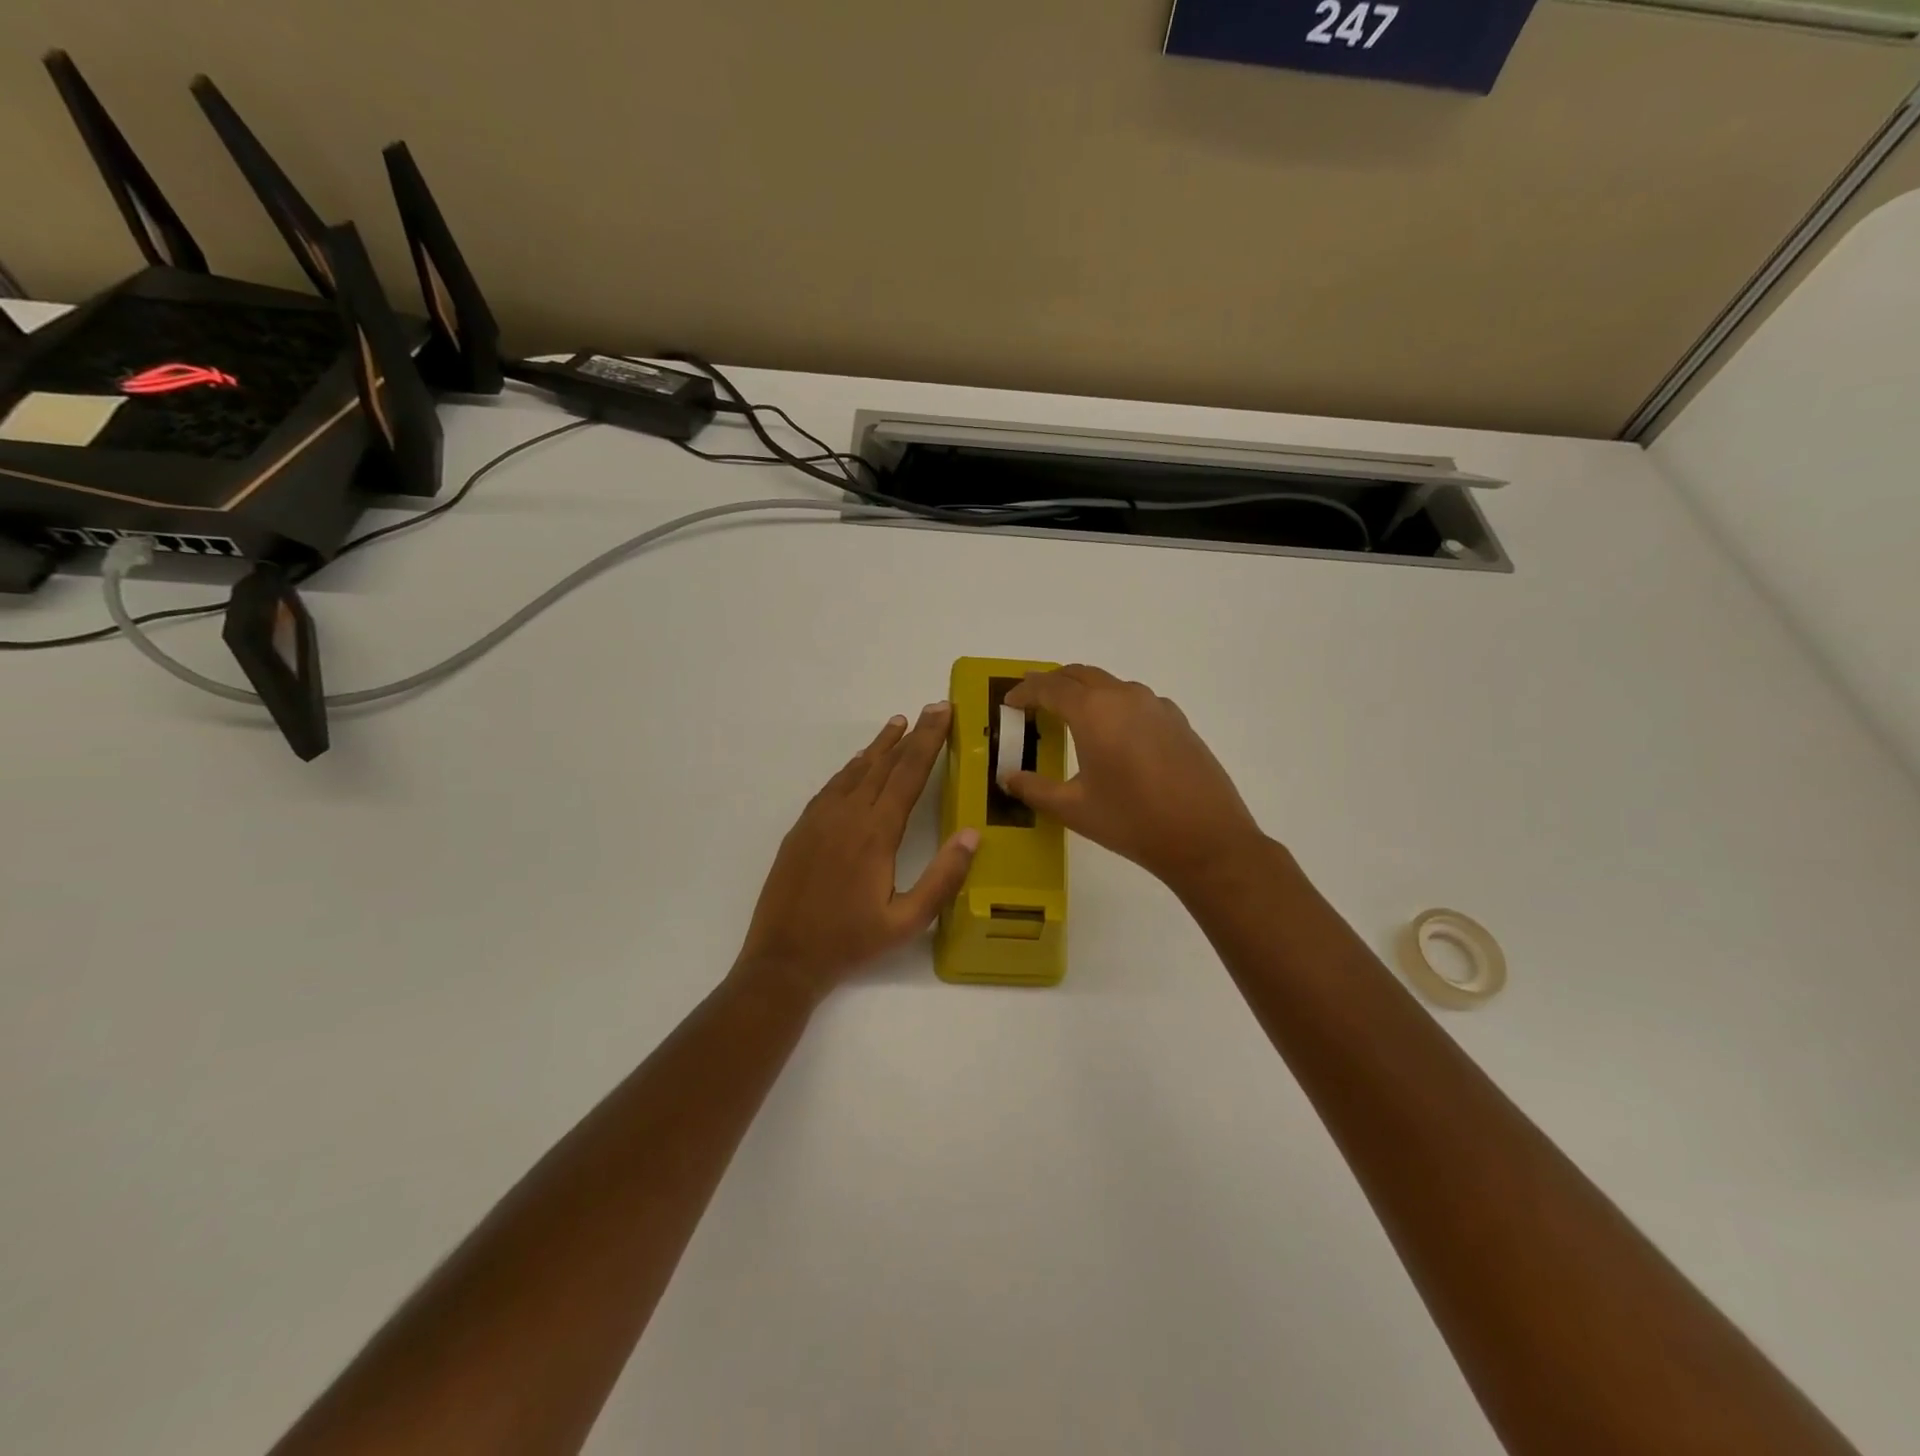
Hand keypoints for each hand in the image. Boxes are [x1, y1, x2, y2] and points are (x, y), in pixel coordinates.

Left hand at [734, 703, 979, 1003]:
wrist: (783, 959)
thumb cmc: (850, 942)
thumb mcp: (907, 922)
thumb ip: (943, 878)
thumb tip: (971, 835)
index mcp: (876, 833)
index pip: (909, 774)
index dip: (929, 740)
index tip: (943, 712)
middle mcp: (847, 815)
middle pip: (885, 764)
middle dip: (911, 734)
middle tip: (932, 708)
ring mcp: (819, 819)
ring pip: (855, 770)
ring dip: (879, 746)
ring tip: (898, 724)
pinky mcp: (801, 828)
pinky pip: (832, 786)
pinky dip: (851, 767)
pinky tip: (859, 764)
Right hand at [1001, 665, 1267, 893]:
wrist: (1206, 839)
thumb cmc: (1132, 821)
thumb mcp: (1073, 809)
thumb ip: (1034, 789)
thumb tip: (1008, 777)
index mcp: (1094, 711)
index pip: (1049, 687)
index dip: (1024, 691)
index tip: (1009, 703)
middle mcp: (1125, 697)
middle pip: (1080, 675)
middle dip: (1052, 684)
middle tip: (1033, 703)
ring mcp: (1156, 706)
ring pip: (1110, 685)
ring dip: (1084, 693)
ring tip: (1070, 717)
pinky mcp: (1178, 721)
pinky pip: (1136, 701)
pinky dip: (1113, 706)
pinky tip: (1114, 735)